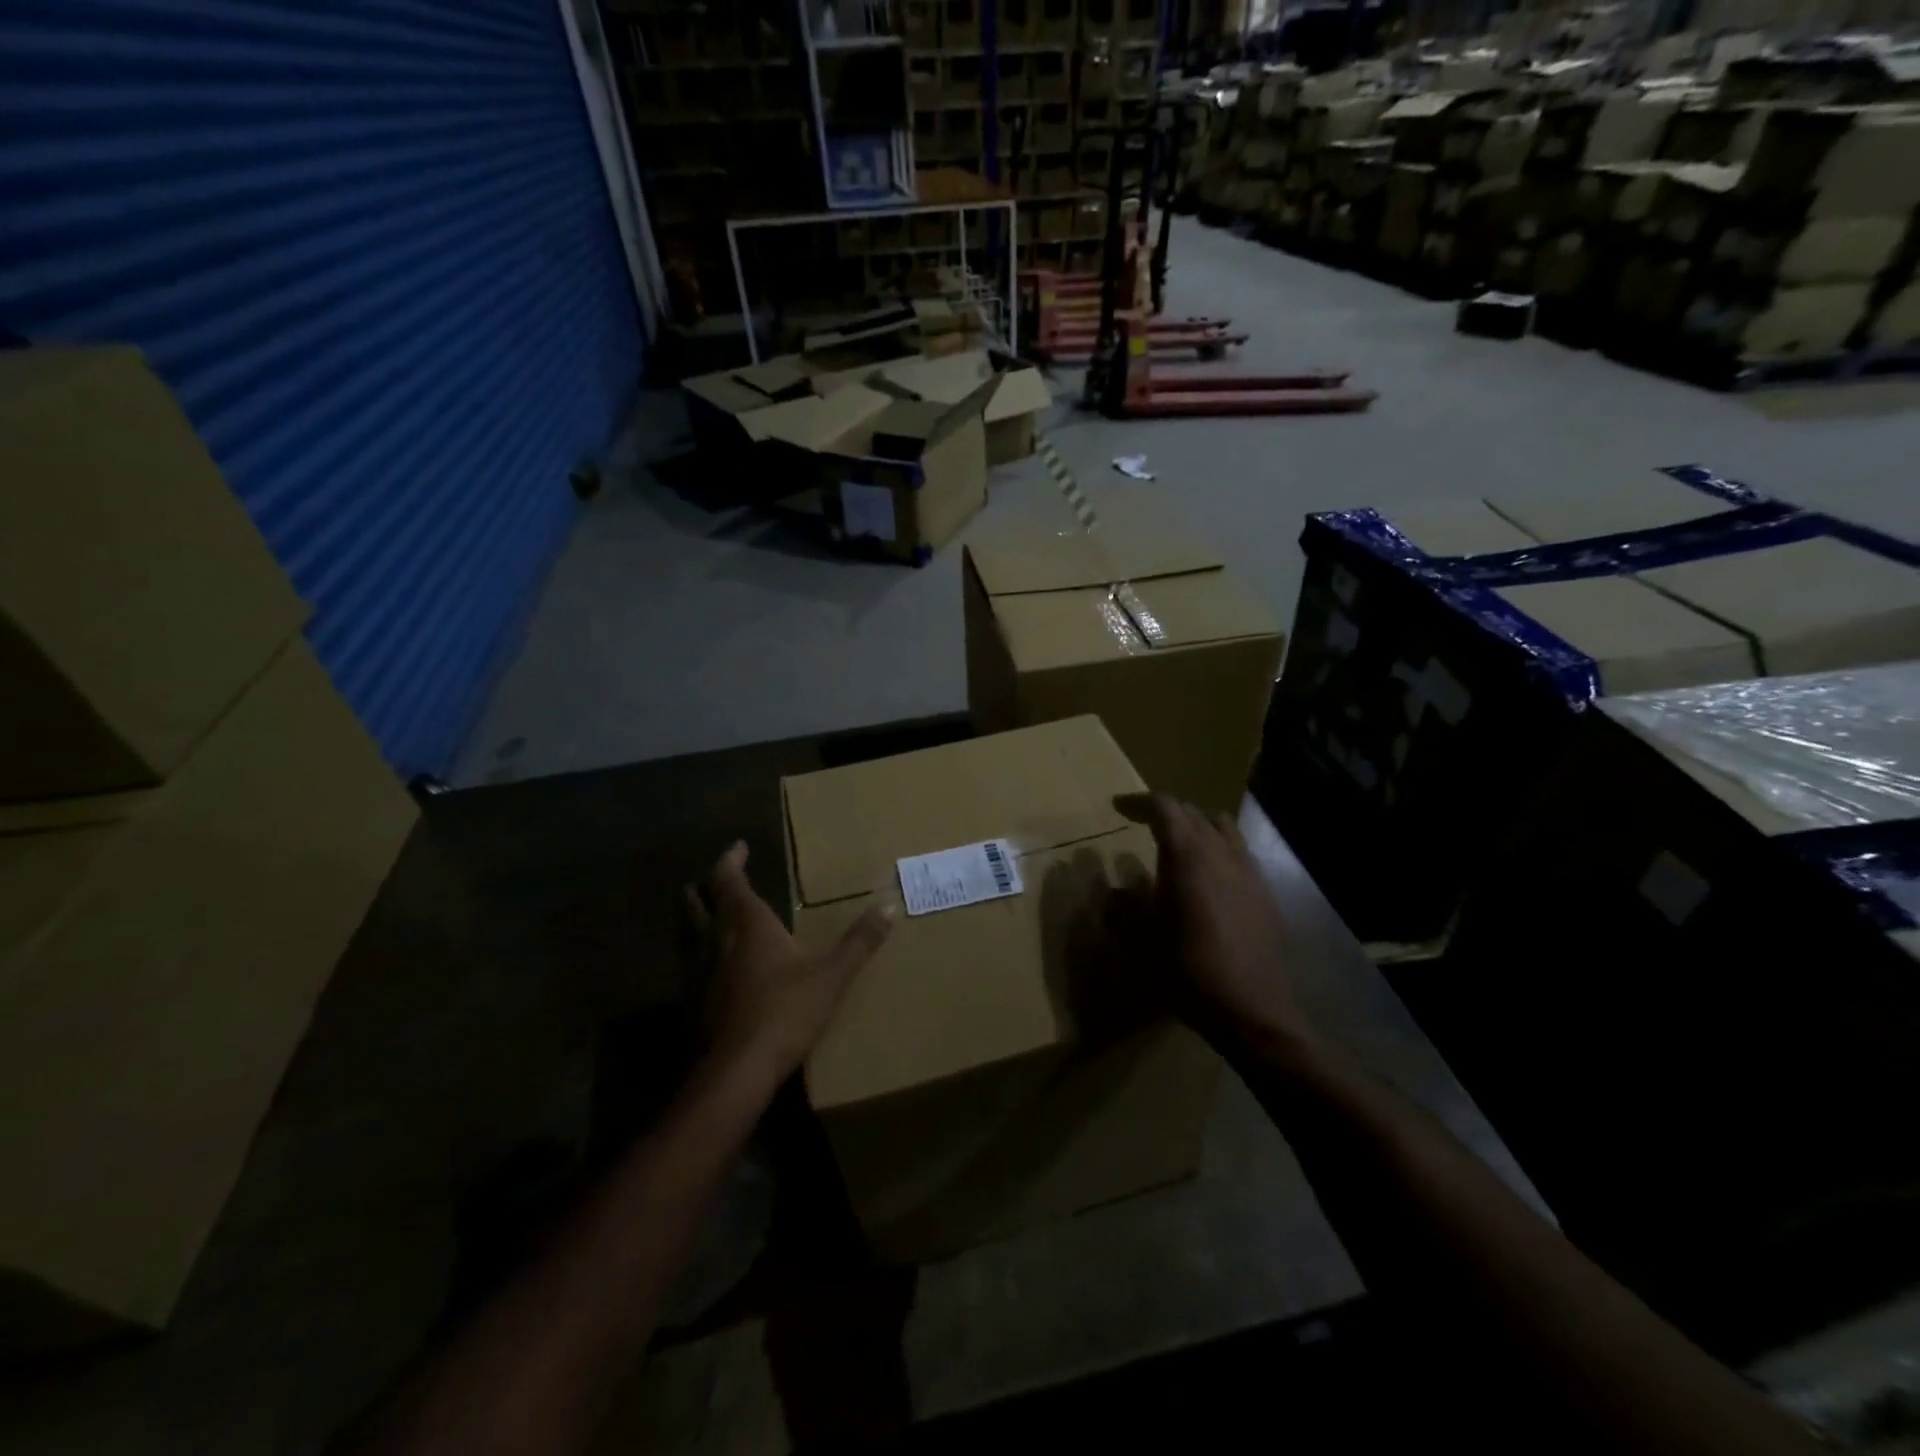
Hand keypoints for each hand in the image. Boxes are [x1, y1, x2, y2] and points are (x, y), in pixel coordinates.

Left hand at [686, 842, 894, 1083]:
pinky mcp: (691, 1001)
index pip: (729, 880)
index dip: (731, 860)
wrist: (737, 1071)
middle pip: (699, 901)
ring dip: (697, 916)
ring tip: (711, 913)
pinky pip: (689, 963)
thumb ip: (860, 941)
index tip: (739, 847)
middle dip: (707, 885)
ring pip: (688, 931)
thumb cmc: (785, 1013)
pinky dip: (697, 952)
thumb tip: (890, 906)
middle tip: (720, 877)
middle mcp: (716, 940)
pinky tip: (713, 967)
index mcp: (748, 924)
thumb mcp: (832, 976)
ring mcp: (697, 972)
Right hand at [1117, 795, 1319, 1066]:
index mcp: (1187, 856)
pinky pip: (1239, 851)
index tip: (1119, 807)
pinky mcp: (1264, 891)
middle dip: (1166, 812)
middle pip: (1193, 813)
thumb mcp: (1144, 939)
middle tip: (1143, 824)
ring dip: (1196, 825)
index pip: (1165, 808)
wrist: (1253, 1009)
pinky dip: (1218, 847)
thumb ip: (1126, 906)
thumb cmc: (1190, 971)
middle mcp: (1220, 852)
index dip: (1140, 802)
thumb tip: (1115, 888)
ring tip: (1179, 843)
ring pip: (1221, 827)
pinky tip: (1210, 875)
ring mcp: (1248, 870)